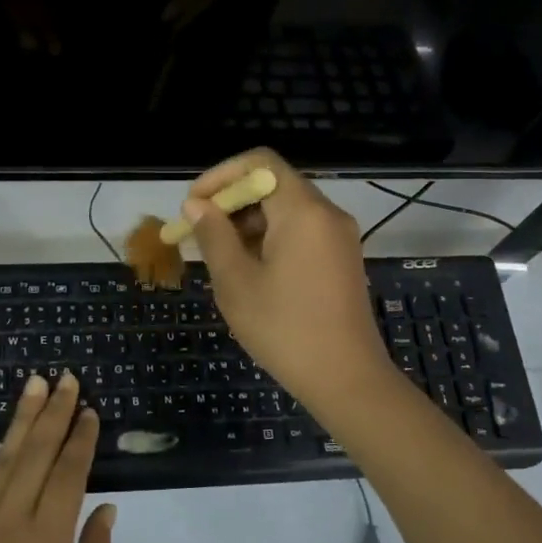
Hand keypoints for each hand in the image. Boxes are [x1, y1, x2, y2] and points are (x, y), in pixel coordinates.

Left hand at [0, 373, 115, 542]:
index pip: (70, 473)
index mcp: (47, 541)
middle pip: (38, 454)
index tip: (90, 410)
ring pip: (3, 458)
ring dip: (21, 418)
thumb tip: (105, 508)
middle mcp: (11, 520)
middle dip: (55, 413)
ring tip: (34, 383)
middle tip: (66, 378)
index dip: (81, 439)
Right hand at [183, 149, 392, 410]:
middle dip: (231, 202)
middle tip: (199, 233)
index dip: (221, 175)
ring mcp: (339, 236)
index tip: (194, 205)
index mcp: (303, 211)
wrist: (347, 380)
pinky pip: (301, 231)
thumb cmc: (285, 329)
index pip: (260, 162)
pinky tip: (249, 270)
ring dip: (248, 222)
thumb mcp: (236, 282)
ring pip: (286, 209)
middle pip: (274, 184)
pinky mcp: (342, 258)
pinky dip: (270, 238)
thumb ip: (214, 236)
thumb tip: (196, 205)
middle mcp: (327, 213)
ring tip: (219, 256)